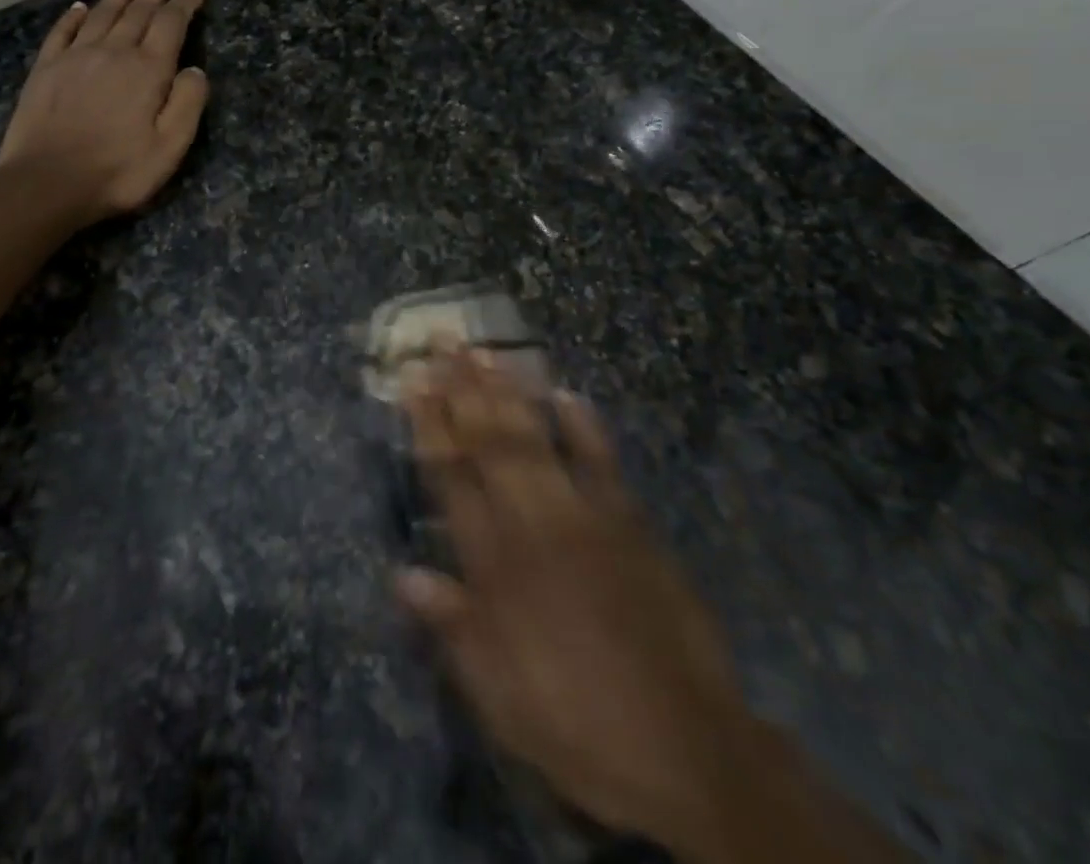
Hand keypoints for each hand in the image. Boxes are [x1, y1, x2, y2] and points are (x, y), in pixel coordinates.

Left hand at [0, 0, 208, 225]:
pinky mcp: (46, 69)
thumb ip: (188, 103)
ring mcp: (75, 57)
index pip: (170, 24)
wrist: (47, 183)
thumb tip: (195, 69)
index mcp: (147, 69)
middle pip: (137, 11)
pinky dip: (75, 15)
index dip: (185, 6)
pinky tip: (81, 7)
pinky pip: (63, 31)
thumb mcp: (170, 147)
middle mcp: (113, 51)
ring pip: (103, 14)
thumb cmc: (118, 171)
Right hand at [398, 347, 752, 855]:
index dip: (430, 424)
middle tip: (445, 339)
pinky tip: (567, 394)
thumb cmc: (575, 721)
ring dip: (508, 392)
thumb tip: (402, 574)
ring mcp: (585, 516)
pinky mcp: (630, 522)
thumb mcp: (497, 694)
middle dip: (462, 387)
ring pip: (537, 438)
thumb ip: (452, 626)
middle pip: (490, 442)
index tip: (415, 380)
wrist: (686, 749)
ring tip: (486, 351)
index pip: (451, 476)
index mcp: (495, 564)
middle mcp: (533, 524)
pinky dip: (584, 425)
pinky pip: (602, 461)